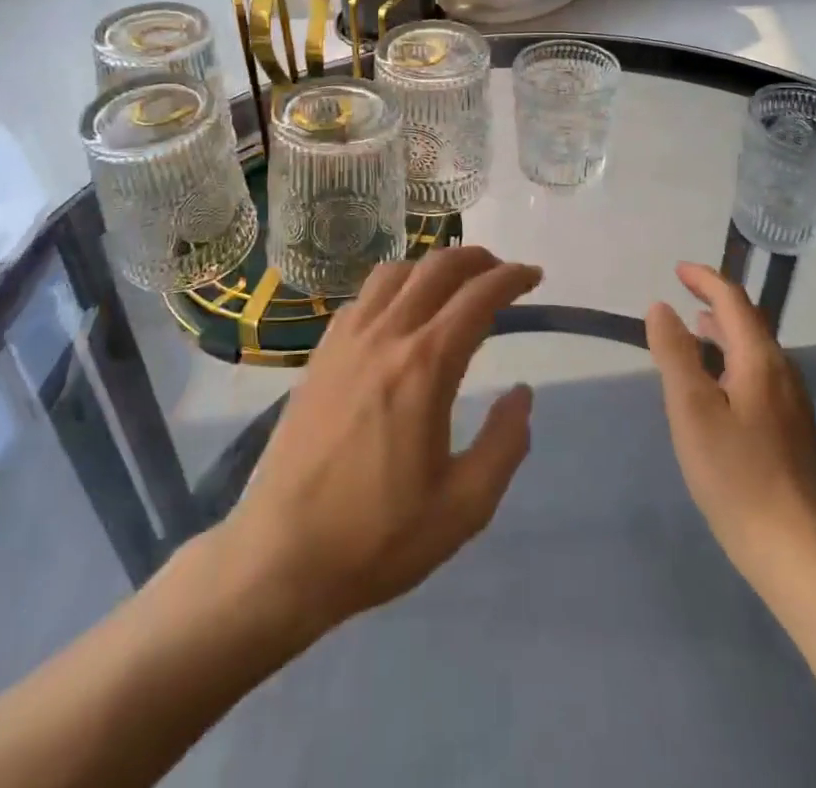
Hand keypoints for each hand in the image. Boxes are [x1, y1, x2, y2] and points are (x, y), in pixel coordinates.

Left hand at [216, 247, 539, 636]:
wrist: (281, 556)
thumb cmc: (378, 537)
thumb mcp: (464, 507)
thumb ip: (505, 444)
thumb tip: (522, 394)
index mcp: (424, 366)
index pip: (477, 297)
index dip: (511, 278)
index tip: (534, 277)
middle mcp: (385, 336)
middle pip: (436, 268)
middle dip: (477, 259)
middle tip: (501, 274)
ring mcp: (346, 340)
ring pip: (395, 273)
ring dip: (432, 266)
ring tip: (453, 285)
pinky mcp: (320, 354)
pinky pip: (363, 297)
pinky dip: (394, 287)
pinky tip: (400, 313)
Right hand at [646, 263, 815, 578]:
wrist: (793, 550)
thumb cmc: (734, 474)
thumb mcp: (691, 409)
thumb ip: (674, 353)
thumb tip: (660, 307)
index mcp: (761, 360)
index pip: (734, 300)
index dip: (705, 279)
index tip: (677, 270)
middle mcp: (784, 372)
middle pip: (749, 322)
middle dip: (715, 302)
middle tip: (681, 296)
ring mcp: (793, 402)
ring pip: (755, 350)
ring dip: (723, 333)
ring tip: (694, 332)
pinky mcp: (793, 429)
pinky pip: (760, 374)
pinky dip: (733, 360)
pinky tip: (717, 385)